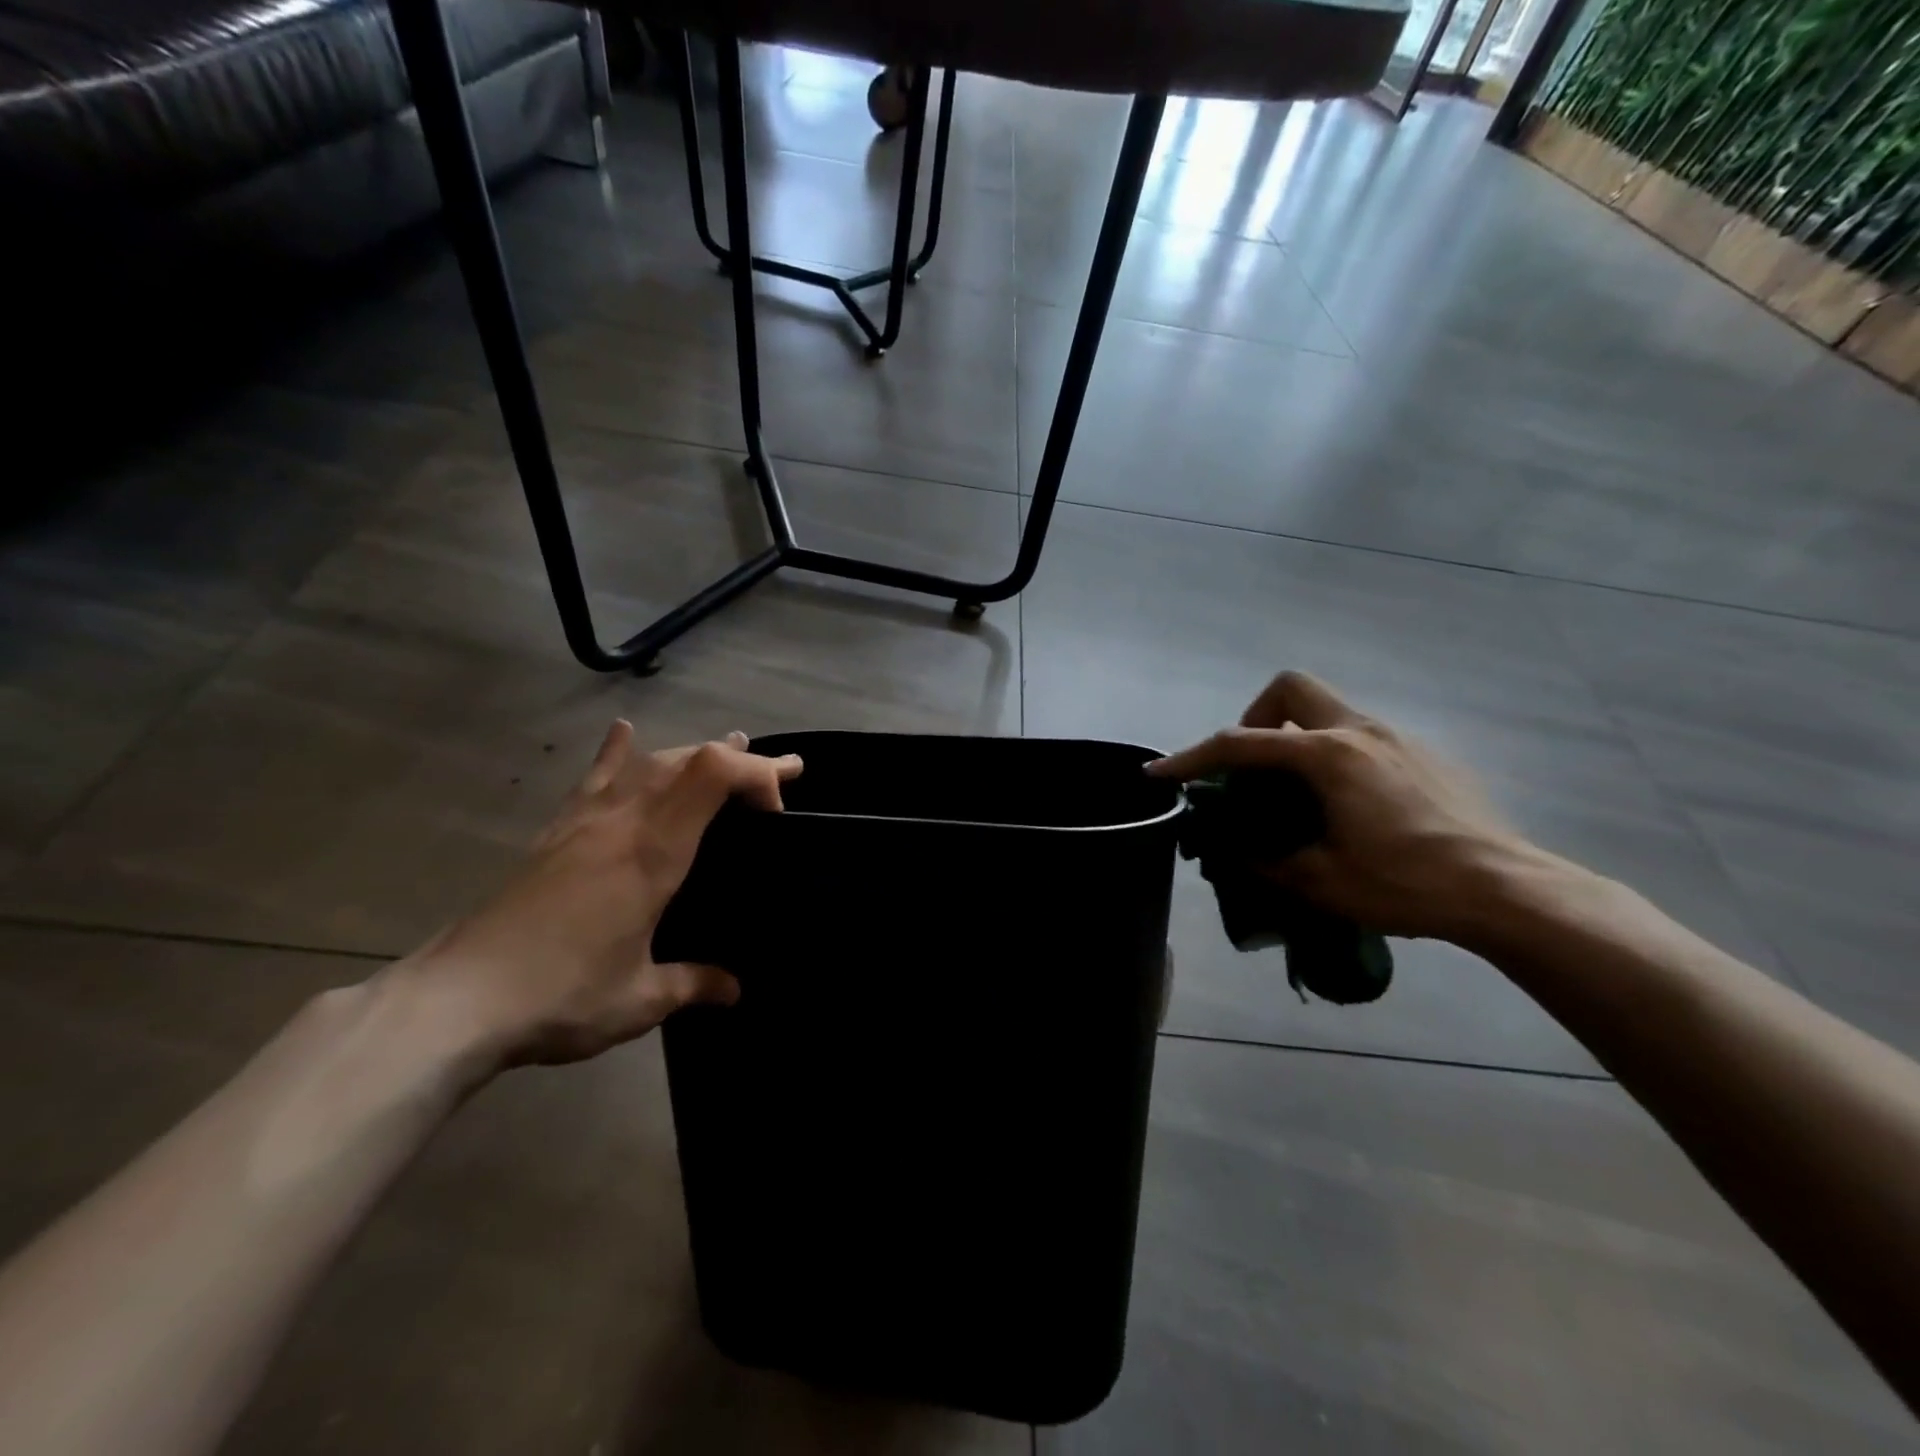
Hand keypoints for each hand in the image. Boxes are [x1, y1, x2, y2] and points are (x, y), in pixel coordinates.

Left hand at [387, 723, 802, 1069]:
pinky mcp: (556, 834)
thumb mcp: (641, 999)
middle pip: (691, 760)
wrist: (455, 1002)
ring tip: (730, 747)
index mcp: (654, 852)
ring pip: (650, 763)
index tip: (780, 810)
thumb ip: (694, 984)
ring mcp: (586, 822)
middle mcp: (624, 821)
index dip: (757, 772)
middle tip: (785, 772)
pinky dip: (616, 754)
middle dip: (745, 760)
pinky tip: (625, 732)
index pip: (715, 774)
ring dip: (696, 753)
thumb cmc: (561, 997)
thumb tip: (735, 989)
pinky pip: (594, 780)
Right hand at [1148, 672, 1542, 941]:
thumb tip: (1234, 851)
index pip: (1241, 744)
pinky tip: (1350, 805)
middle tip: (1254, 770)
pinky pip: (1360, 735)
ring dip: (1296, 738)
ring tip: (1299, 794)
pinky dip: (1334, 755)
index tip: (1159, 772)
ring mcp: (1396, 737)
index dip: (1192, 758)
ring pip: (1327, 709)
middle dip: (1256, 719)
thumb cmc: (1407, 884)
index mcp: (1328, 756)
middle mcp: (1359, 731)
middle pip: (1290, 689)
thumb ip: (1263, 861)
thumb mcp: (1320, 882)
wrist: (1507, 891)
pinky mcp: (1424, 754)